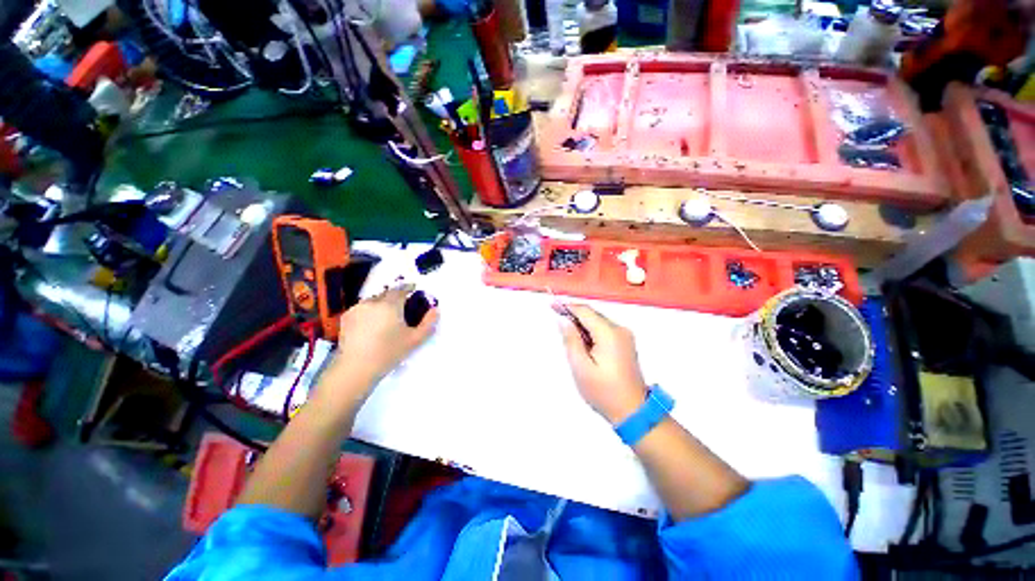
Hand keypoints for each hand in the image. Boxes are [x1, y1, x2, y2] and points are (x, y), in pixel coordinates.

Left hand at [325, 284, 438, 402]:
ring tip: (386, 318)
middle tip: (402, 308)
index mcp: (390, 304)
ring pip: (373, 301)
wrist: (356, 368)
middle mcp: (372, 302)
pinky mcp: (346, 318)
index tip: (414, 289)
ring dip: (381, 304)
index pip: (401, 289)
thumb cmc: (389, 352)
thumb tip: (436, 309)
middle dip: (395, 297)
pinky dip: (369, 312)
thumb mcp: (415, 339)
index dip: (408, 288)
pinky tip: (371, 325)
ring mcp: (357, 309)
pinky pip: (362, 308)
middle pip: (387, 294)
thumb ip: (429, 322)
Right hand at [559, 305, 647, 424]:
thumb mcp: (581, 367)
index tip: (552, 305)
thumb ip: (571, 340)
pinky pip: (604, 330)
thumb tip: (564, 320)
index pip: (585, 311)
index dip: (567, 306)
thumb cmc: (604, 391)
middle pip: (593, 315)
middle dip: (574, 315)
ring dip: (582, 325)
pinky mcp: (626, 343)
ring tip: (568, 335)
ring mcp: (625, 336)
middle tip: (557, 319)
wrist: (633, 411)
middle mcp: (620, 330)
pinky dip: (591, 332)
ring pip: (598, 322)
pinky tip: (582, 343)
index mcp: (609, 334)